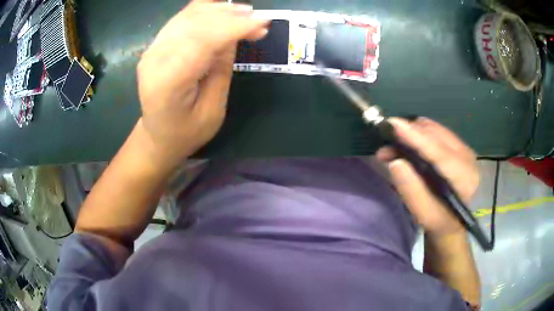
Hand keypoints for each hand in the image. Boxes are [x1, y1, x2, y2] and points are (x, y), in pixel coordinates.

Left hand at [136, 0, 268, 166]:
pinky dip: (205, 11)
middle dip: (231, 16)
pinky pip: (182, 18)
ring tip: (245, 13)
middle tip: (259, 19)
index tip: (263, 22)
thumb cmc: (186, 133)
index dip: (235, 26)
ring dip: (219, 10)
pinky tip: (223, 12)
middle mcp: (155, 58)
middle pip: (195, 22)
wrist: (157, 136)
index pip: (203, 40)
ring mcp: (152, 49)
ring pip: (188, 15)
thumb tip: (235, 36)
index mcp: (168, 81)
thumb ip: (222, 69)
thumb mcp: (213, 110)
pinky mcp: (156, 45)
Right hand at [377, 117, 479, 236]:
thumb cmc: (440, 222)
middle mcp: (467, 157)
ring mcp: (464, 148)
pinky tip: (409, 145)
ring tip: (394, 147)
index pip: (438, 152)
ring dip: (412, 133)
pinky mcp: (459, 145)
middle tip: (385, 146)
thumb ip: (412, 190)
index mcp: (464, 178)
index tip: (393, 124)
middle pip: (436, 135)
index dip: (416, 137)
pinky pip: (437, 131)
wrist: (457, 220)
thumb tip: (394, 161)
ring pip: (435, 129)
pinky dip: (420, 134)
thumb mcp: (425, 215)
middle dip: (409, 134)